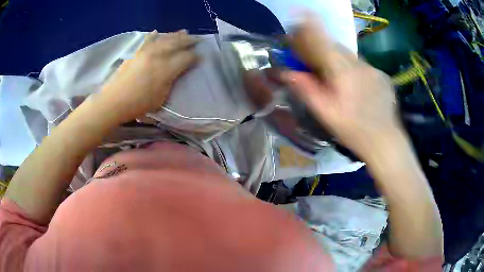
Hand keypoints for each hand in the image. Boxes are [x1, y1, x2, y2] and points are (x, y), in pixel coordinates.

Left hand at [100, 30, 198, 122]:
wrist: (114, 101)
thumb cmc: (138, 104)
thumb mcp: (161, 97)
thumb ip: (171, 81)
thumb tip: (176, 71)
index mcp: (166, 68)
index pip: (186, 57)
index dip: (195, 57)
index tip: (200, 57)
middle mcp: (158, 55)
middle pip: (177, 43)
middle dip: (189, 40)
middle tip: (197, 40)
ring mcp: (146, 51)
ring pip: (164, 38)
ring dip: (175, 35)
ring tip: (183, 32)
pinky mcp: (136, 52)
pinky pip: (147, 40)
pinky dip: (154, 35)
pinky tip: (157, 32)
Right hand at [285, 17, 400, 159]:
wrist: (385, 141)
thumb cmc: (353, 131)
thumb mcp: (326, 113)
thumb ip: (307, 90)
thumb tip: (286, 72)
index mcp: (342, 72)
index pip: (322, 40)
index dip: (309, 25)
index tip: (299, 14)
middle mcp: (359, 64)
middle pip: (335, 47)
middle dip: (322, 50)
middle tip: (316, 65)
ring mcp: (373, 69)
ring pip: (349, 57)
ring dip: (339, 62)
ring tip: (340, 83)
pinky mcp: (381, 76)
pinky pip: (362, 67)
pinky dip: (354, 71)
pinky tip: (357, 89)